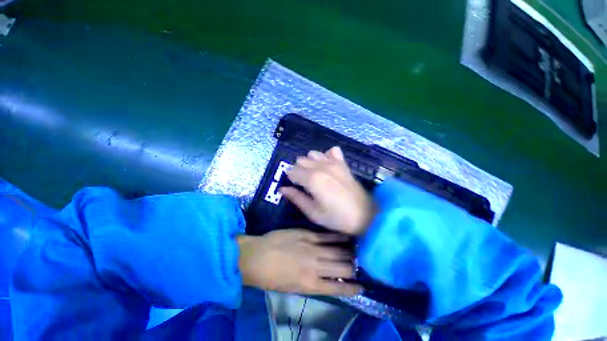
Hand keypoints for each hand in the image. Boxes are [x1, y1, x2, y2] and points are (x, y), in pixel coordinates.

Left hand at [238, 229, 361, 295]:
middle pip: (342, 267)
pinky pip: (327, 236)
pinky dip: (338, 237)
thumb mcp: (291, 288)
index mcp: (310, 284)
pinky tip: (347, 236)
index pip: (338, 287)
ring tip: (359, 251)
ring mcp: (312, 248)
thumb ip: (311, 283)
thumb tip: (327, 278)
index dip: (352, 287)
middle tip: (363, 264)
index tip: (362, 286)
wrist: (256, 256)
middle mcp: (315, 267)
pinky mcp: (307, 234)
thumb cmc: (271, 277)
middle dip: (354, 267)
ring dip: (350, 252)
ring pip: (337, 251)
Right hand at [280, 146, 374, 235]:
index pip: (292, 171)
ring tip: (314, 175)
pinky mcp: (343, 163)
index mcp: (312, 179)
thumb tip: (283, 189)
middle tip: (304, 184)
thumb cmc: (337, 217)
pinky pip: (332, 151)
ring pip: (313, 153)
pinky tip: (328, 165)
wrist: (365, 215)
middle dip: (299, 170)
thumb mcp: (313, 212)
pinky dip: (326, 156)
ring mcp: (333, 162)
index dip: (291, 179)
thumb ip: (296, 198)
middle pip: (301, 160)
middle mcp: (321, 166)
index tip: (295, 187)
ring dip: (310, 162)